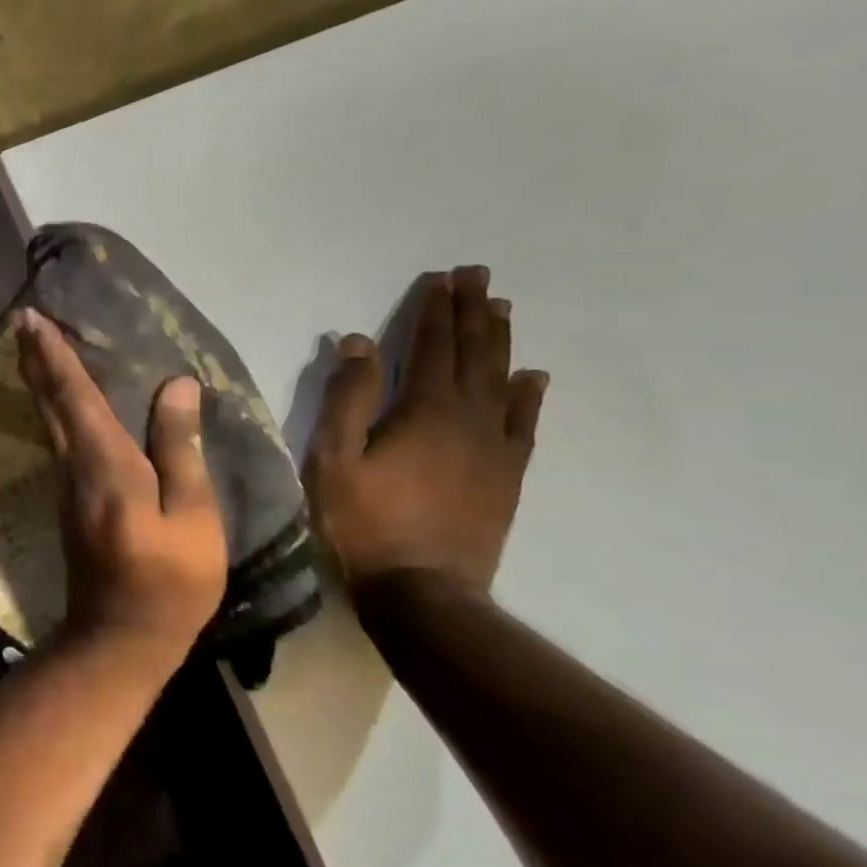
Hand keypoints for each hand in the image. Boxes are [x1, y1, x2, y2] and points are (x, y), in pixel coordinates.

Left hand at [15, 308, 227, 645]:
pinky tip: (61, 401)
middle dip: (35, 358)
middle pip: (50, 402)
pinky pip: (58, 440)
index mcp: (106, 464)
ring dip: (40, 380)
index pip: (75, 395)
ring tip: (35, 346)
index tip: (31, 318)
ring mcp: (66, 486)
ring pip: (48, 420)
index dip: (53, 355)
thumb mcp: (193, 517)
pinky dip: (54, 408)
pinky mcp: (69, 503)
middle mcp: (74, 467)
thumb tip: (177, 387)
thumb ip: (180, 449)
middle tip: (21, 320)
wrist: (119, 638)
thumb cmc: (170, 581)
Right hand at [304, 266, 547, 592]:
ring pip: (502, 381)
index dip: (435, 310)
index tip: (441, 277)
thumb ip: (346, 398)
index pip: (431, 346)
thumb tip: (356, 342)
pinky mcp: (506, 477)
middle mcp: (468, 418)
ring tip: (502, 309)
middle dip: (473, 312)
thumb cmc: (364, 522)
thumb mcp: (333, 458)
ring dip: (500, 342)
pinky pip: (524, 425)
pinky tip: (532, 377)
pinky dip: (528, 396)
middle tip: (479, 275)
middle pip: (473, 354)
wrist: (422, 591)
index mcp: (423, 410)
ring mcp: (494, 448)